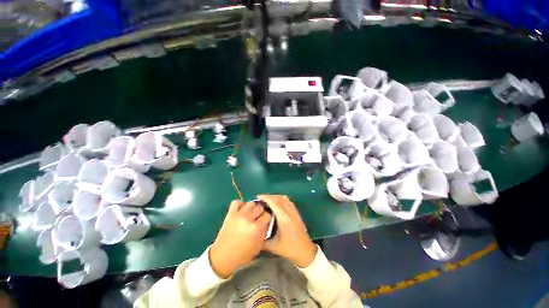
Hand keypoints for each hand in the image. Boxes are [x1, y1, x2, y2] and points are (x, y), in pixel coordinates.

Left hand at [209, 200, 271, 277]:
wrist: (223, 257)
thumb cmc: (242, 255)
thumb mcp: (258, 246)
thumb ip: (264, 232)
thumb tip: (266, 222)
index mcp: (256, 228)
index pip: (267, 215)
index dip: (267, 218)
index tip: (266, 220)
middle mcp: (248, 219)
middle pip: (260, 207)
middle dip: (261, 212)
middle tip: (259, 217)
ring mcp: (238, 215)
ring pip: (250, 203)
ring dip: (252, 207)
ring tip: (251, 213)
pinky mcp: (230, 214)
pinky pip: (237, 202)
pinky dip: (241, 204)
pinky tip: (242, 210)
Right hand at [259, 195, 317, 267]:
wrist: (305, 251)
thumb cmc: (289, 249)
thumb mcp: (273, 246)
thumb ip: (262, 239)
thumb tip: (254, 232)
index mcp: (284, 218)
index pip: (274, 203)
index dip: (266, 198)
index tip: (258, 197)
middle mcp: (289, 212)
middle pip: (279, 198)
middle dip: (269, 196)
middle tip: (260, 199)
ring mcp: (294, 211)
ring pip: (284, 198)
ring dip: (275, 197)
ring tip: (267, 200)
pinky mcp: (296, 212)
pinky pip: (288, 201)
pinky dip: (280, 199)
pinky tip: (276, 204)